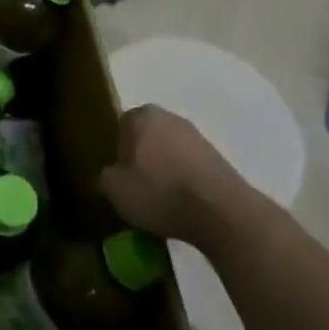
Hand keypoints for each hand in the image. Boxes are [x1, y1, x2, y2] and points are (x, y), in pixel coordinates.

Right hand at [97, 105, 250, 248]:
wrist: (223, 213)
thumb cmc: (160, 192)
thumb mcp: (115, 190)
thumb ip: (105, 177)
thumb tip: (110, 176)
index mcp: (143, 116)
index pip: (121, 126)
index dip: (117, 150)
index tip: (119, 174)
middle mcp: (172, 118)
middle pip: (148, 137)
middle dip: (142, 158)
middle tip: (136, 186)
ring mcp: (200, 138)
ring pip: (171, 153)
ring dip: (165, 171)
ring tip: (161, 201)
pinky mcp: (221, 160)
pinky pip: (191, 169)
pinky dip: (185, 183)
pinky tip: (183, 205)